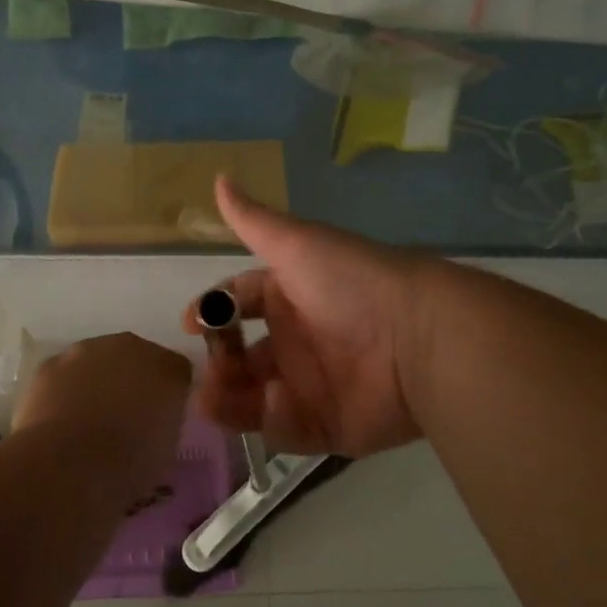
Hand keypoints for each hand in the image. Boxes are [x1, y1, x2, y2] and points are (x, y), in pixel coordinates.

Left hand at [14, 333, 192, 489]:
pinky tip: (59, 421)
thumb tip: (152, 420)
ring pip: (96, 362)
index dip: (167, 395)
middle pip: (135, 358)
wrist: (70, 466)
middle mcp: (130, 347)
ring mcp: (87, 351)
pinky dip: (64, 391)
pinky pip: (64, 375)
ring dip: (96, 382)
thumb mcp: (166, 448)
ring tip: (87, 423)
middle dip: (131, 381)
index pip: (176, 371)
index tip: (159, 420)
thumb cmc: (129, 464)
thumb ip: (164, 421)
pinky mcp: (51, 364)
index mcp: (168, 368)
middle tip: (124, 419)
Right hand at [184, 176, 433, 457]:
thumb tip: (219, 178)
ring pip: (252, 397)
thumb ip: (252, 219)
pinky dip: (272, 419)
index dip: (211, 311)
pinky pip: (286, 428)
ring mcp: (309, 385)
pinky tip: (273, 402)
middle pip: (239, 356)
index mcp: (287, 295)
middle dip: (216, 362)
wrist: (417, 335)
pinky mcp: (327, 425)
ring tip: (209, 400)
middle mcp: (295, 339)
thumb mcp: (296, 243)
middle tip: (207, 370)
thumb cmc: (349, 281)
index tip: (190, 324)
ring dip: (226, 399)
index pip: (238, 303)